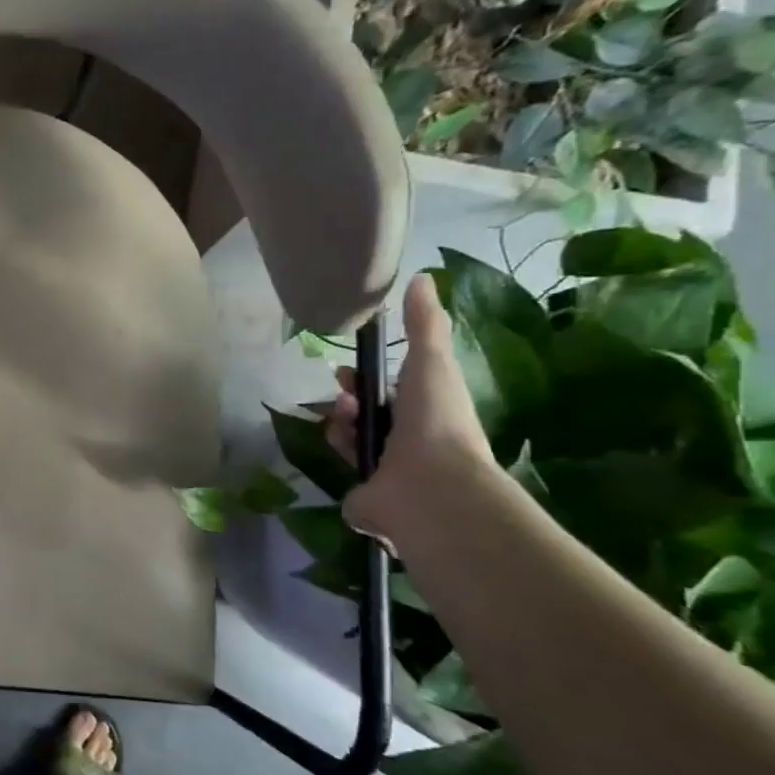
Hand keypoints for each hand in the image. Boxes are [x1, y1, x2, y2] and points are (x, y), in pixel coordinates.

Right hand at [325, 272, 492, 543]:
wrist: (431, 486)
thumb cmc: (435, 421)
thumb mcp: (431, 362)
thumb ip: (424, 324)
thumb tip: (420, 277)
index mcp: (427, 414)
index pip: (391, 392)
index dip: (368, 377)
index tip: (349, 368)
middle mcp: (409, 443)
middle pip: (367, 414)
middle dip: (350, 398)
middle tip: (343, 393)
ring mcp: (388, 473)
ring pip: (351, 439)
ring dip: (342, 423)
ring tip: (346, 419)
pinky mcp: (365, 498)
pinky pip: (343, 469)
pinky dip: (339, 453)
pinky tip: (343, 444)